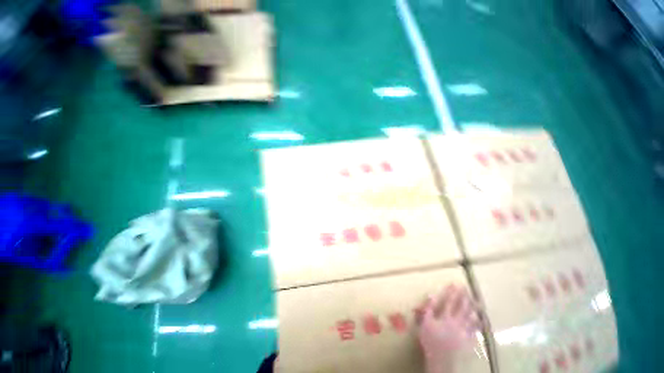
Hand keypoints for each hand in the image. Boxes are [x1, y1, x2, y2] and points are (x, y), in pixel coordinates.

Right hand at [418, 285, 480, 372]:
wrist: (440, 359)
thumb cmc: (430, 340)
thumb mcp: (425, 322)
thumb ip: (428, 308)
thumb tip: (431, 294)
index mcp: (445, 317)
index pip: (449, 301)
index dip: (452, 292)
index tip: (455, 284)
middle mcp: (456, 322)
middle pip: (462, 308)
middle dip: (464, 297)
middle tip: (467, 289)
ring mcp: (464, 331)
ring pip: (471, 318)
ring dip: (474, 309)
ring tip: (478, 302)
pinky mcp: (468, 340)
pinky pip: (475, 331)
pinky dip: (479, 325)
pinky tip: (482, 320)